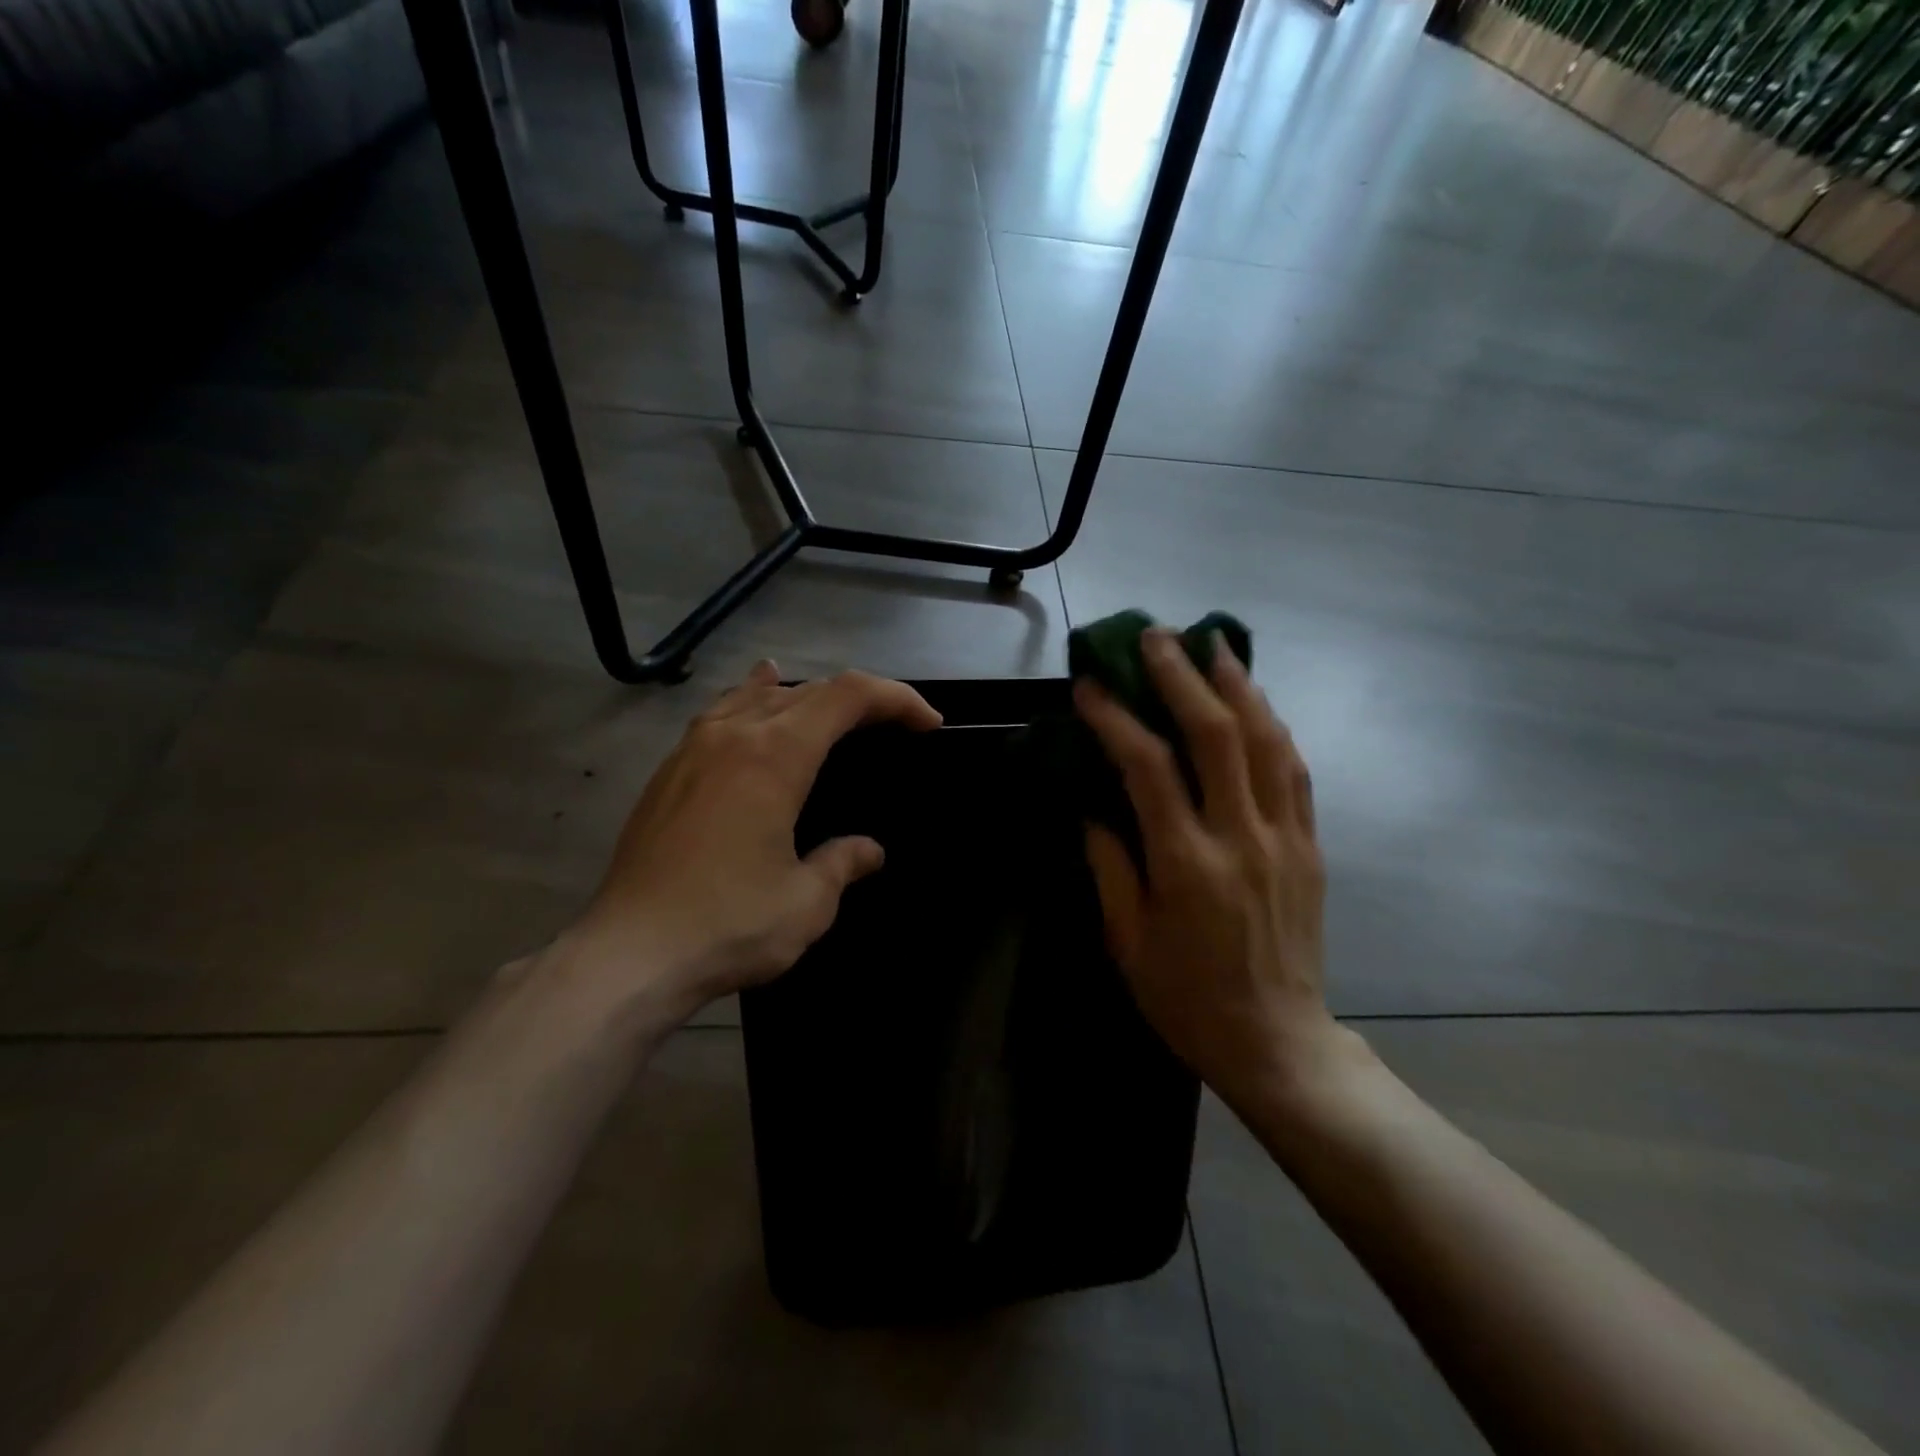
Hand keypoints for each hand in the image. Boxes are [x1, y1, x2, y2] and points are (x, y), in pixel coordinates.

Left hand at [570, 663, 940, 1015]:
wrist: (627, 954)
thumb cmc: (727, 925)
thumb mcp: (806, 902)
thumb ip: (843, 863)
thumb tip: (869, 851)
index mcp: (775, 756)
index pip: (847, 697)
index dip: (895, 699)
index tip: (928, 724)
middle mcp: (734, 736)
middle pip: (807, 691)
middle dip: (859, 699)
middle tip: (893, 725)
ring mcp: (692, 750)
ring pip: (757, 696)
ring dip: (805, 696)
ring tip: (832, 707)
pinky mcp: (668, 774)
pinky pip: (720, 716)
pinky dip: (751, 702)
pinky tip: (751, 708)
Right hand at [1076, 630, 1353, 1110]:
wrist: (1278, 1042)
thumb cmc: (1187, 998)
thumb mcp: (1128, 941)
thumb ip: (1109, 865)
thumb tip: (1093, 806)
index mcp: (1187, 866)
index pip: (1148, 769)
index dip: (1116, 719)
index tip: (1091, 687)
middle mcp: (1242, 839)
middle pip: (1217, 735)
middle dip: (1183, 677)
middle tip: (1156, 637)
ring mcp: (1285, 839)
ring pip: (1267, 741)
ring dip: (1238, 685)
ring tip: (1213, 645)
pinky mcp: (1310, 846)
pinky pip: (1294, 771)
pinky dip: (1272, 725)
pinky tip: (1254, 700)